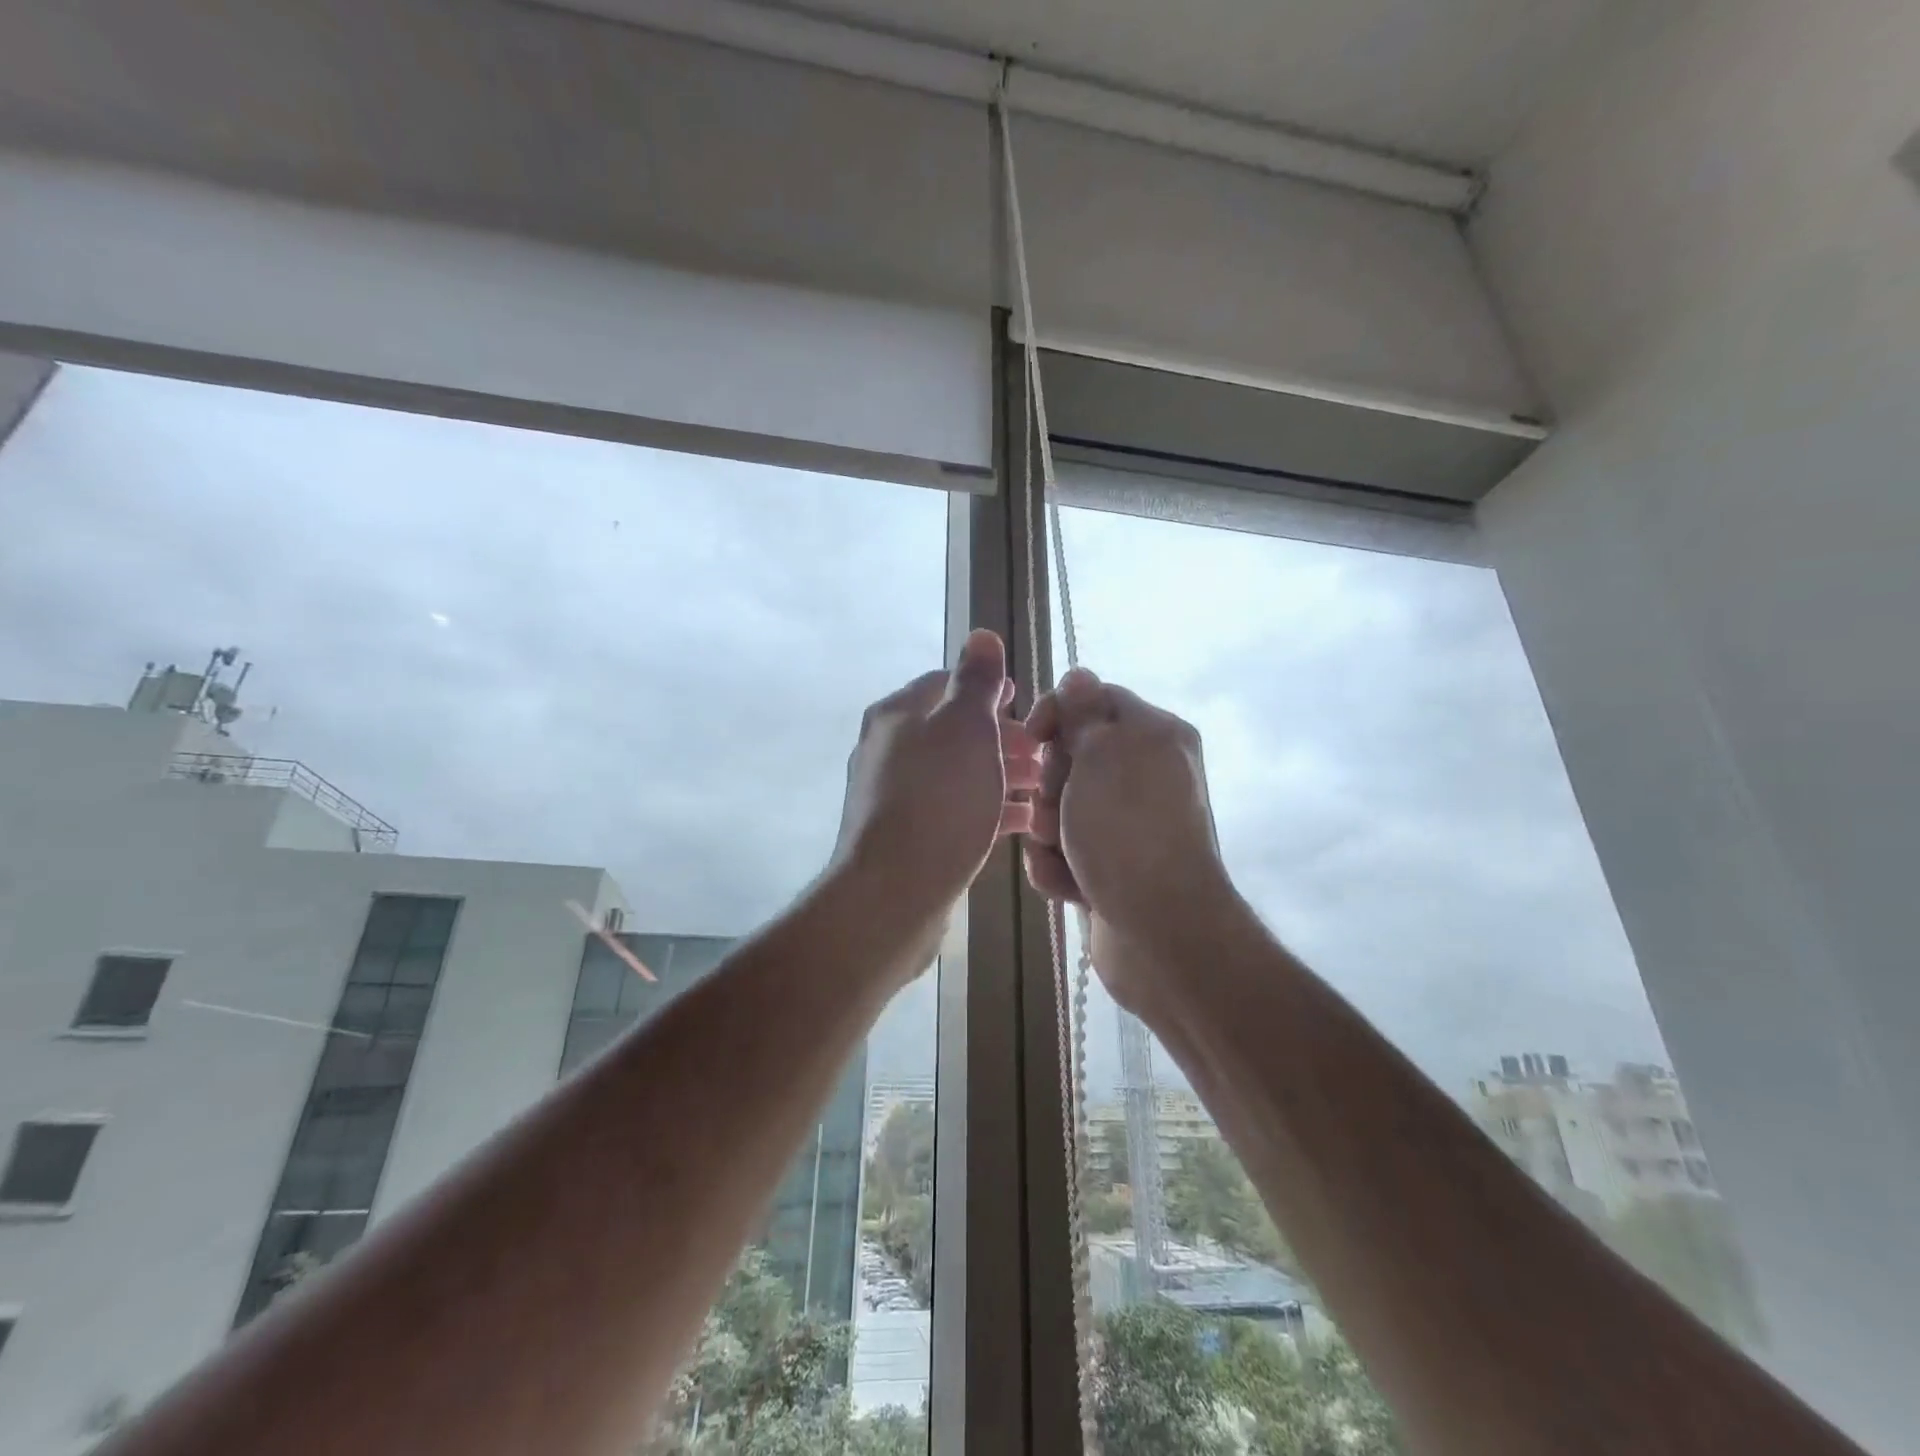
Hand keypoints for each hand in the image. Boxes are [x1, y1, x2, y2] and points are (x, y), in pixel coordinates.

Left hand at [830, 630, 1039, 953]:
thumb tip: (982, 635)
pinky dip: (987, 809)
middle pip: (953, 731)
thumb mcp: (965, 728)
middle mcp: (890, 749)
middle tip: (1044, 754)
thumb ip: (976, 681)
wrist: (894, 892)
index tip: (1028, 706)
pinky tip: (1022, 821)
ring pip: (957, 772)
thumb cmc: (938, 800)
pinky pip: (953, 810)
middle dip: (1002, 738)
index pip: (946, 683)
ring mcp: (895, 795)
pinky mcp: (907, 835)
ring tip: (1042, 787)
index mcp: (898, 714)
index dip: (990, 691)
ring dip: (999, 774)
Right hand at [1023, 669, 1235, 1011]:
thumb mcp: (1104, 754)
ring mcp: (1127, 825)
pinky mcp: (1110, 867)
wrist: (1158, 931)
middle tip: (1058, 807)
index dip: (1058, 713)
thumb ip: (1085, 711)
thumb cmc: (1127, 830)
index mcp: (1154, 736)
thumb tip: (1078, 675)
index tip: (1034, 737)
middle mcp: (1145, 775)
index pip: (1095, 700)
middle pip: (1071, 756)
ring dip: (1050, 832)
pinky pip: (1065, 851)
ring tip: (1065, 855)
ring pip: (1060, 808)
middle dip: (1052, 783)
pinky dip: (1059, 867)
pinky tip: (1070, 885)